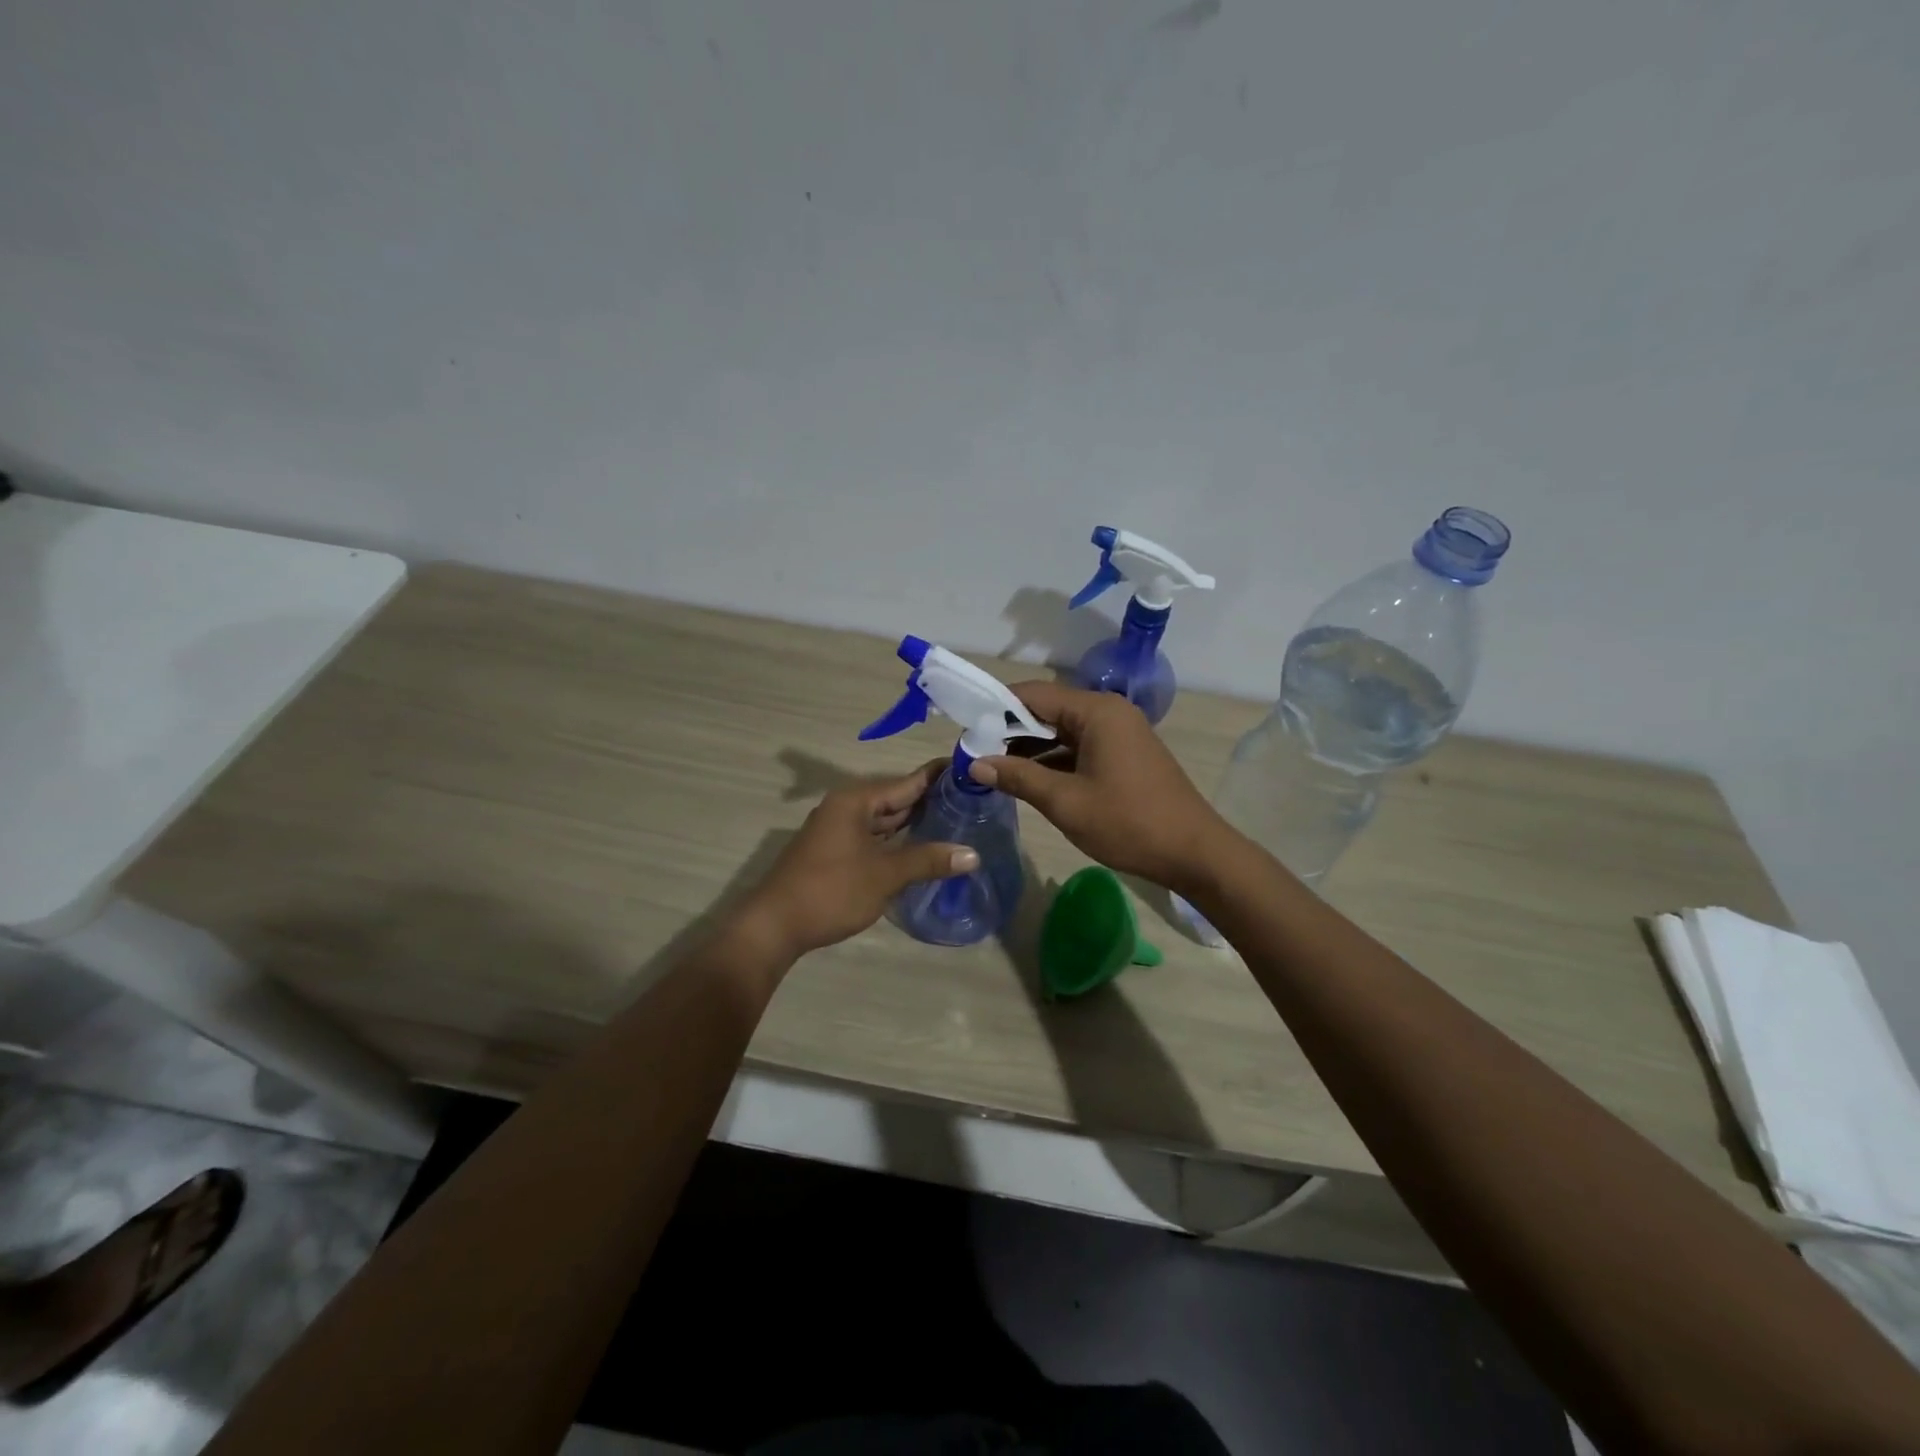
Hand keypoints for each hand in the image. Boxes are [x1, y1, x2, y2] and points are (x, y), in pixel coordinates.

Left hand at [741, 760, 979, 956]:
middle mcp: (846, 808)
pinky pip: (874, 838)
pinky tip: (922, 849)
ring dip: (914, 823)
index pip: (906, 782)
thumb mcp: (884, 875)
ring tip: (956, 822)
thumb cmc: (831, 891)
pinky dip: (897, 841)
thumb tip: (973, 855)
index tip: (970, 770)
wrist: (774, 926)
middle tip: (972, 801)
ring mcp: (838, 831)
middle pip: (896, 799)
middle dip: (930, 801)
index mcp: (856, 801)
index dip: (938, 776)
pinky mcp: (836, 853)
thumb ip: (928, 860)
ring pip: (885, 821)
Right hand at [969, 682, 1228, 892]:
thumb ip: (1018, 777)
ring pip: (1062, 731)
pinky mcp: (1123, 754)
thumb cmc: (1128, 823)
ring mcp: (1118, 733)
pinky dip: (1052, 759)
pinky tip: (1025, 778)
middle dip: (1009, 729)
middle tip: (973, 751)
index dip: (996, 707)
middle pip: (1048, 710)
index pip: (1033, 694)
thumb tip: (976, 764)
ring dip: (1029, 747)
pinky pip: (1078, 747)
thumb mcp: (1066, 802)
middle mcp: (1108, 712)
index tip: (964, 726)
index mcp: (1096, 711)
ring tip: (991, 766)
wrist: (1194, 852)